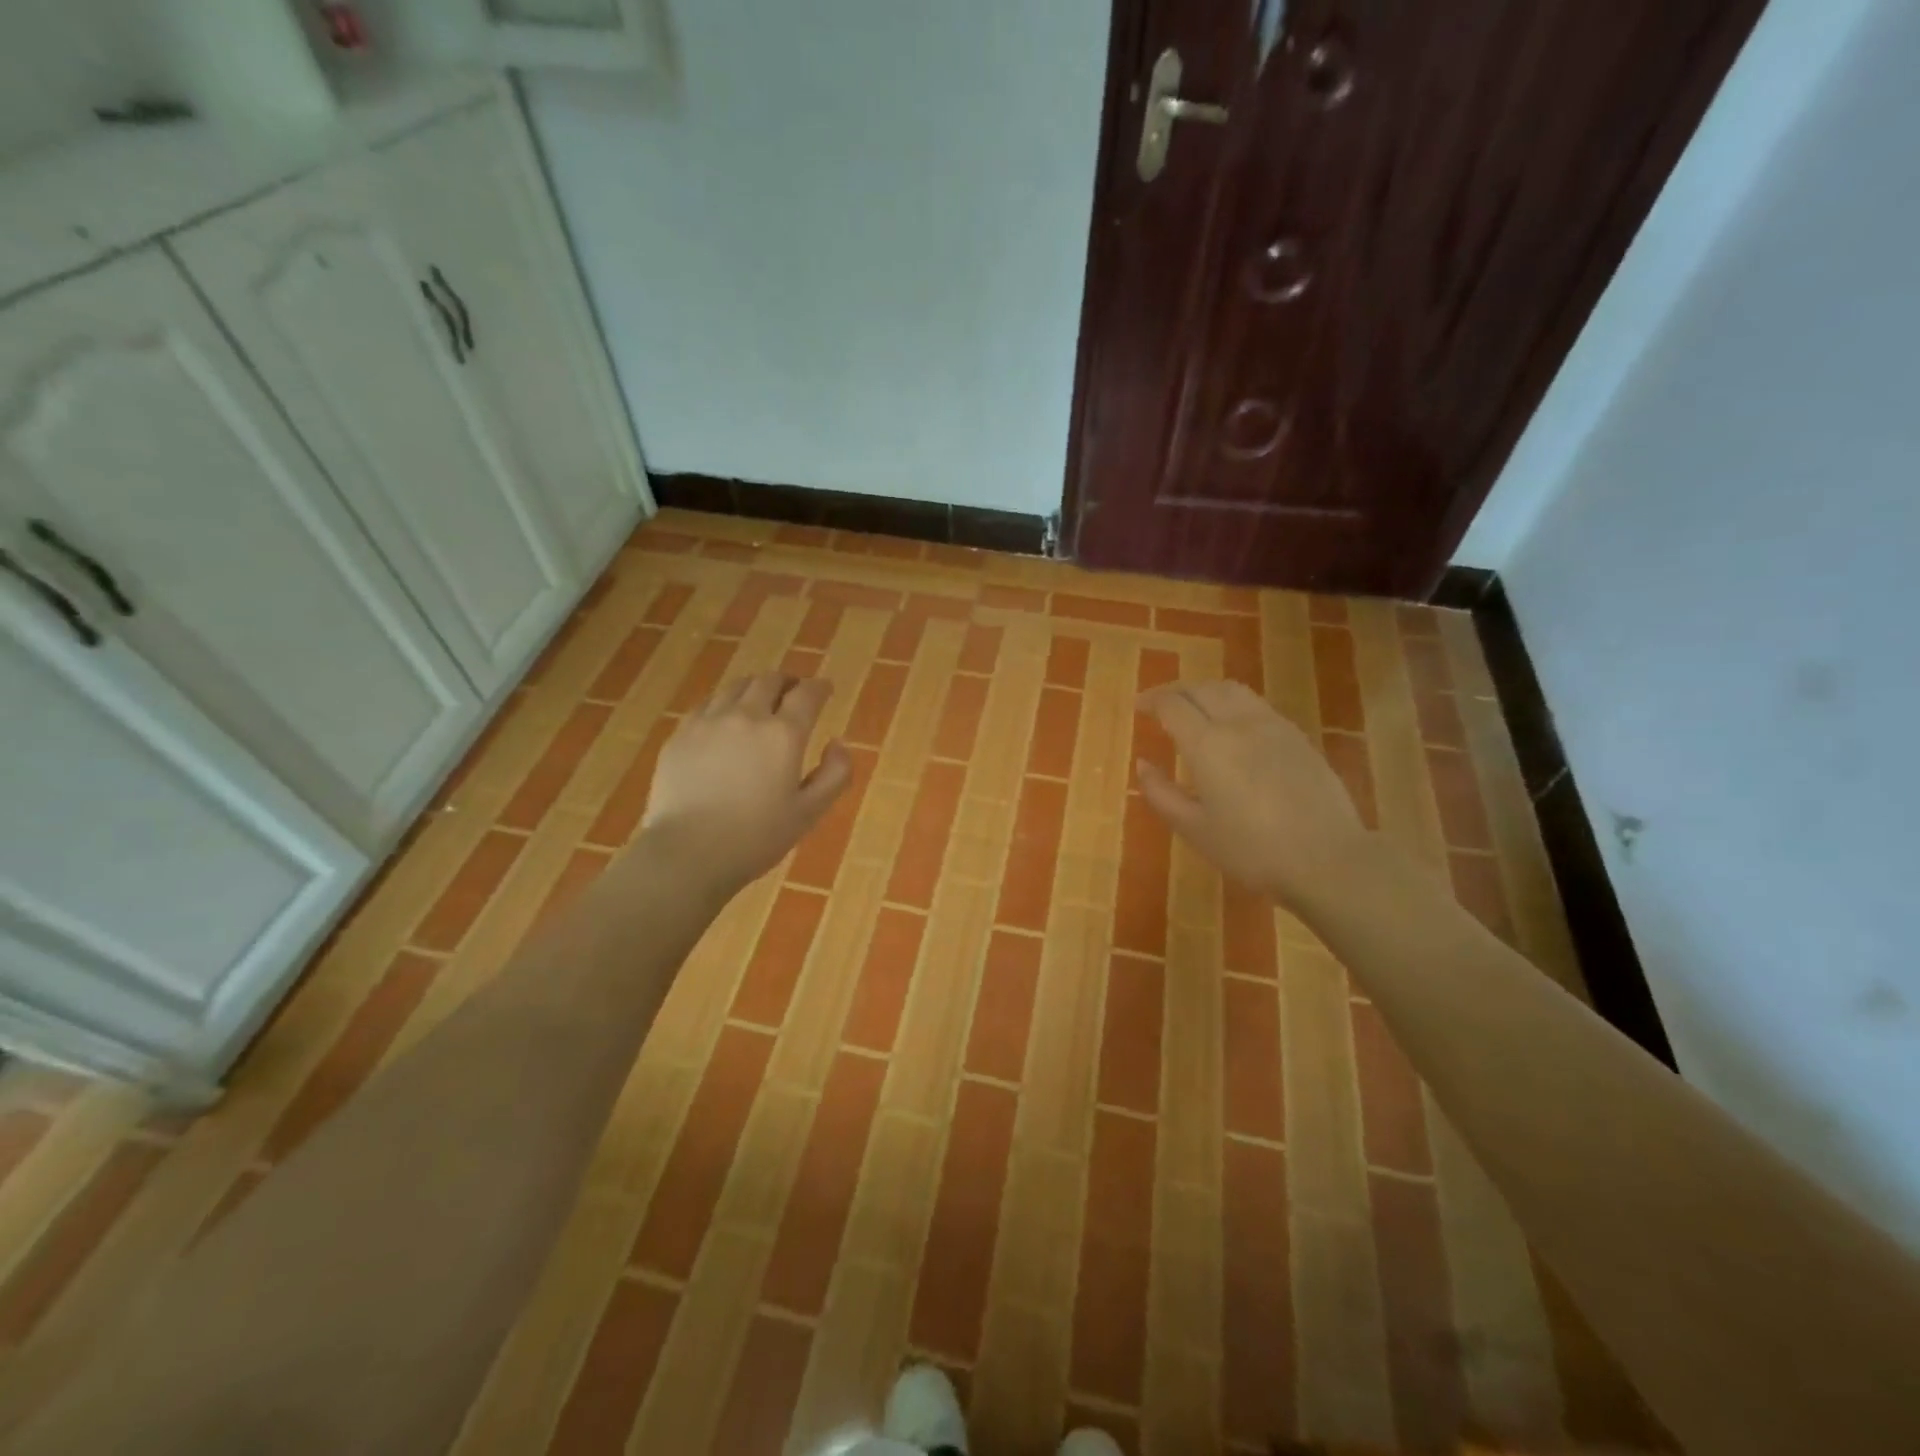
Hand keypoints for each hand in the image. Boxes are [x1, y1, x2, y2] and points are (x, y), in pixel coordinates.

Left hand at [641, 674, 852, 892]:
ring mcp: (708, 722)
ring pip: (736, 687)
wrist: (688, 853)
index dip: (819, 687)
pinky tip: (724, 717)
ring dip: (755, 687)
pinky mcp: (680, 735)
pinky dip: (724, 702)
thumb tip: (838, 743)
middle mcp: (746, 716)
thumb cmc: (756, 838)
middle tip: (794, 692)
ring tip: (760, 698)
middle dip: (787, 682)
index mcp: (783, 734)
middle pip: (769, 681)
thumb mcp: (810, 813)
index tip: (825, 689)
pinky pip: (707, 704)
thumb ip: (835, 774)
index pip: (807, 694)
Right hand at [1136, 680, 1375, 910]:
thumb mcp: (1194, 829)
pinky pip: (1257, 705)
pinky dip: (1233, 704)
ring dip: (1206, 691)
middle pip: (1203, 688)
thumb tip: (1143, 764)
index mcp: (1208, 744)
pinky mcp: (1298, 737)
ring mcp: (1274, 726)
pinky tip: (1232, 727)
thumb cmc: (1252, 850)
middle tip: (1160, 704)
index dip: (1152, 700)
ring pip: (1233, 690)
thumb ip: (1161, 793)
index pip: (1173, 704)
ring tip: (1195, 708)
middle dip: (1176, 690)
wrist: (1328, 859)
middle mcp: (1239, 724)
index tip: (1139, 707)